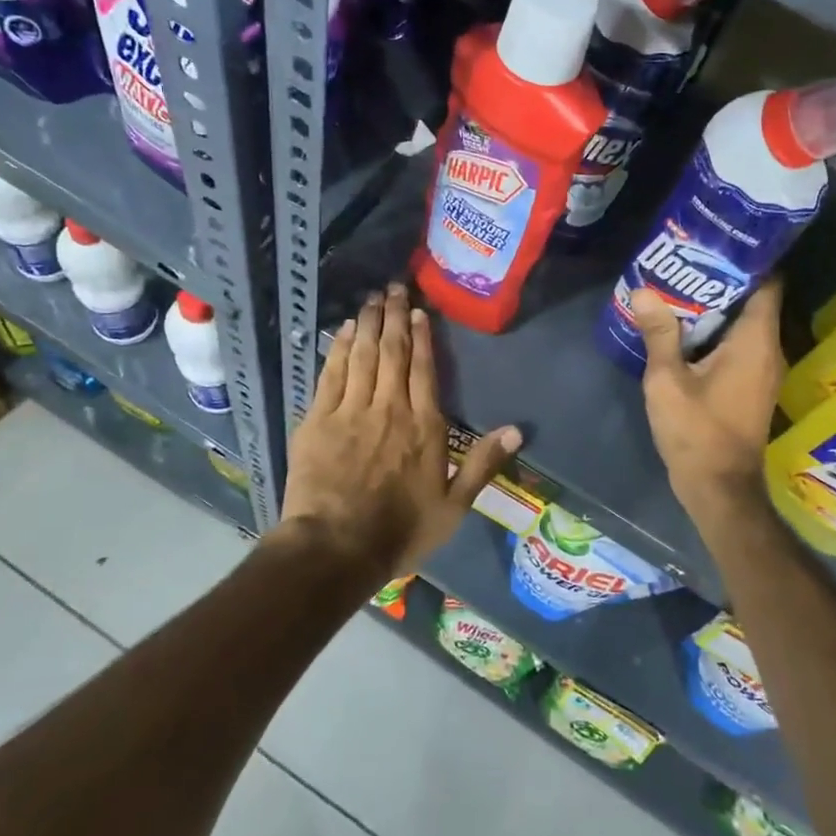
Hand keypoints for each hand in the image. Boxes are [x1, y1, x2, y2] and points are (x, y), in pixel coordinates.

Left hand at [281, 282, 521, 576]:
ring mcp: (351, 411)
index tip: (419, 311)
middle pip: (392, 352)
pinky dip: (338, 348)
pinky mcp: (318, 420)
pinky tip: (343, 330)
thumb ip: (483, 464)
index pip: (424, 369)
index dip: (422, 337)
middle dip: (394, 316)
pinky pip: (331, 374)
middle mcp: (390, 408)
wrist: (335, 548)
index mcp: (424, 426)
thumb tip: (516, 429)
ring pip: (362, 355)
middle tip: (393, 287)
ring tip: (372, 297)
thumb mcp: (453, 507)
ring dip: (368, 323)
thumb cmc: (400, 531)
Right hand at [631, 279, 784, 528]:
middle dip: (721, 280)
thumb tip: (644, 291)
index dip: (747, 259)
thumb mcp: (668, 381)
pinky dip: (717, 332)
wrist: (718, 488)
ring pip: (744, 324)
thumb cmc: (697, 432)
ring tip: (678, 287)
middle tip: (685, 260)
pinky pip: (739, 345)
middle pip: (753, 300)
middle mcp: (768, 350)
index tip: (716, 243)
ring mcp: (763, 370)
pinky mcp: (751, 385)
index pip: (767, 284)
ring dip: (716, 307)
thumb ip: (659, 334)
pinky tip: (683, 328)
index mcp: (755, 342)